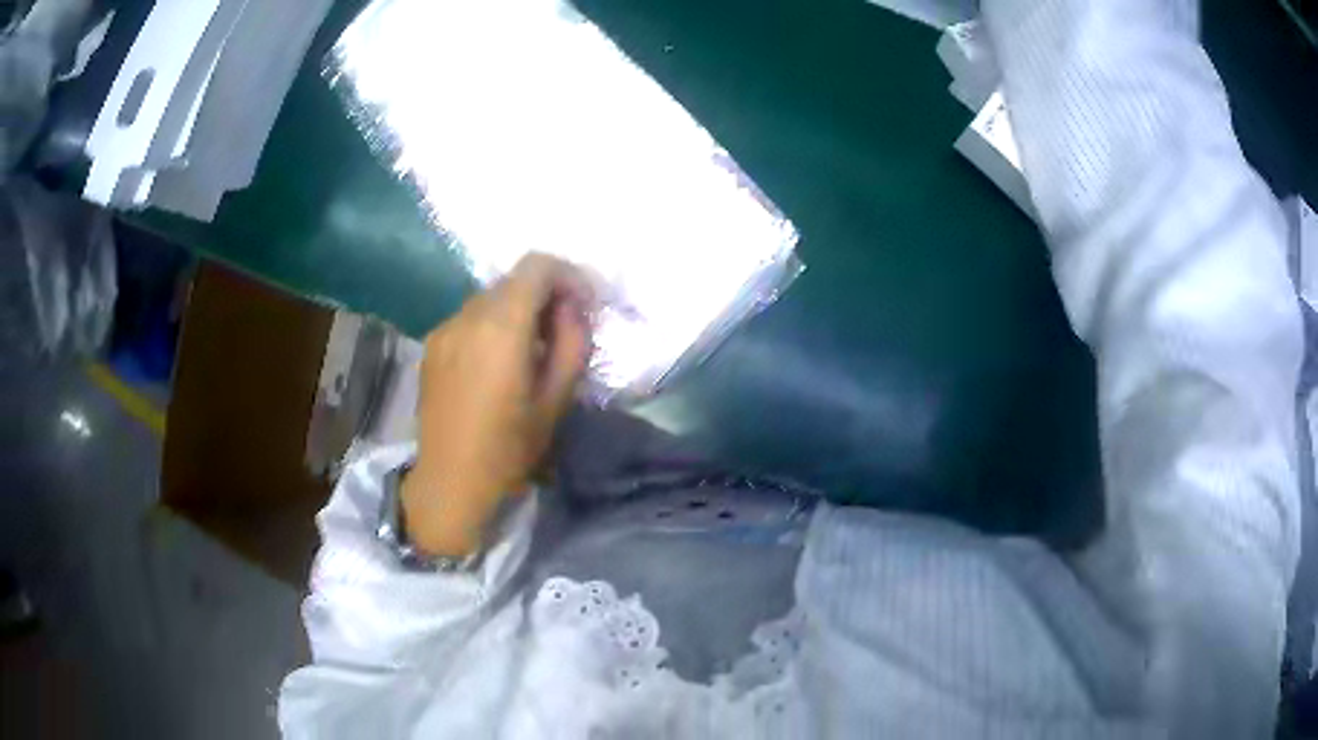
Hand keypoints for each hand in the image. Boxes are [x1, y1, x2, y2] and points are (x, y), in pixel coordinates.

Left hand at [402, 254, 593, 556]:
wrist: (450, 482)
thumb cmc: (509, 448)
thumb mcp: (557, 400)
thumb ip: (572, 342)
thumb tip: (573, 308)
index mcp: (501, 327)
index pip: (536, 266)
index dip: (567, 275)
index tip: (583, 305)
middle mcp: (468, 316)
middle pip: (513, 280)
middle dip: (544, 294)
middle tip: (562, 331)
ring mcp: (444, 328)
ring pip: (490, 298)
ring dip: (517, 311)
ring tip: (530, 351)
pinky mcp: (432, 344)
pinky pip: (470, 318)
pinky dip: (492, 326)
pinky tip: (497, 364)